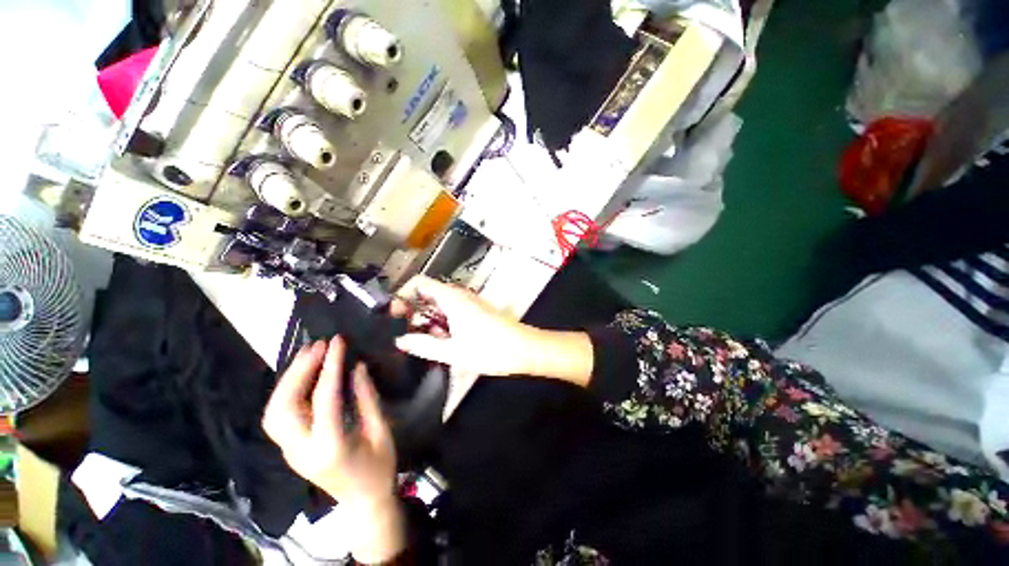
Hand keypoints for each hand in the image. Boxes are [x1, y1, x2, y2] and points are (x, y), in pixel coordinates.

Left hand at [263, 338, 394, 502]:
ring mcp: (289, 452)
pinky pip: (278, 417)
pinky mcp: (289, 450)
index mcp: (330, 446)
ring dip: (288, 380)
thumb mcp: (381, 431)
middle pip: (285, 406)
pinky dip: (286, 392)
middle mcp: (301, 450)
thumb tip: (357, 367)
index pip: (324, 399)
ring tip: (307, 355)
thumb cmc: (379, 467)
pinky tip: (302, 376)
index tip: (338, 342)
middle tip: (317, 345)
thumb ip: (367, 398)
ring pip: (273, 411)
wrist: (363, 502)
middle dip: (299, 371)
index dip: (331, 367)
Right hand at [393, 276, 594, 385]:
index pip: (419, 283)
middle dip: (414, 313)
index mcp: (452, 298)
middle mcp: (459, 296)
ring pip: (439, 306)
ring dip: (428, 322)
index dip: (403, 295)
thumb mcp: (453, 351)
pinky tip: (443, 344)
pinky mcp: (475, 313)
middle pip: (428, 295)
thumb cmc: (490, 349)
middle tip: (407, 335)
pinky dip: (442, 325)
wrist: (524, 350)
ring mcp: (468, 304)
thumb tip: (401, 340)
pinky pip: (451, 314)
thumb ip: (424, 345)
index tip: (395, 316)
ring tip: (423, 344)